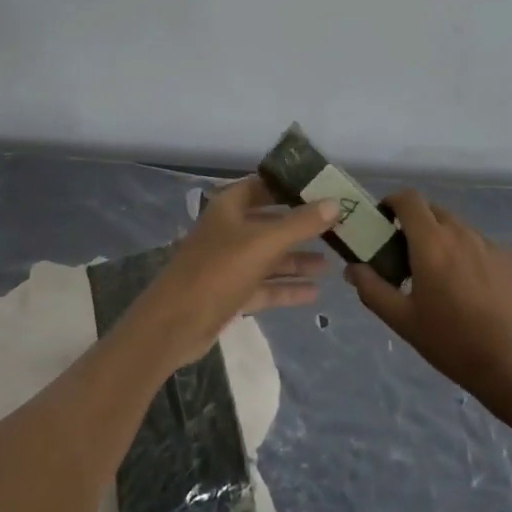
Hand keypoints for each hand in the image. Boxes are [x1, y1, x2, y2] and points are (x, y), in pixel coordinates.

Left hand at [134, 175, 337, 367]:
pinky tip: (315, 292)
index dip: (291, 186)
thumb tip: (335, 203)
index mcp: (230, 207)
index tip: (324, 189)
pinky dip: (287, 287)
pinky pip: (265, 285)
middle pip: (270, 222)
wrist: (174, 325)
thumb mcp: (263, 243)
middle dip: (301, 226)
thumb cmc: (217, 271)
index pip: (264, 186)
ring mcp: (229, 263)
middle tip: (337, 227)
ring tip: (332, 263)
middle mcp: (229, 230)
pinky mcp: (231, 293)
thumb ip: (301, 224)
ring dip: (298, 259)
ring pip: (270, 256)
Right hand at [346, 190, 511, 409]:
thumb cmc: (452, 342)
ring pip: (459, 230)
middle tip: (409, 257)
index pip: (408, 198)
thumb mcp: (403, 321)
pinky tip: (475, 293)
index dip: (392, 202)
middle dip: (417, 225)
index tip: (384, 223)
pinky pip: (484, 248)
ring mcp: (491, 245)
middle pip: (433, 211)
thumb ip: (372, 289)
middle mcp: (462, 233)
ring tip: (444, 280)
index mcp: (431, 241)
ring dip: (444, 242)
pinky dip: (471, 258)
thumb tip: (353, 268)